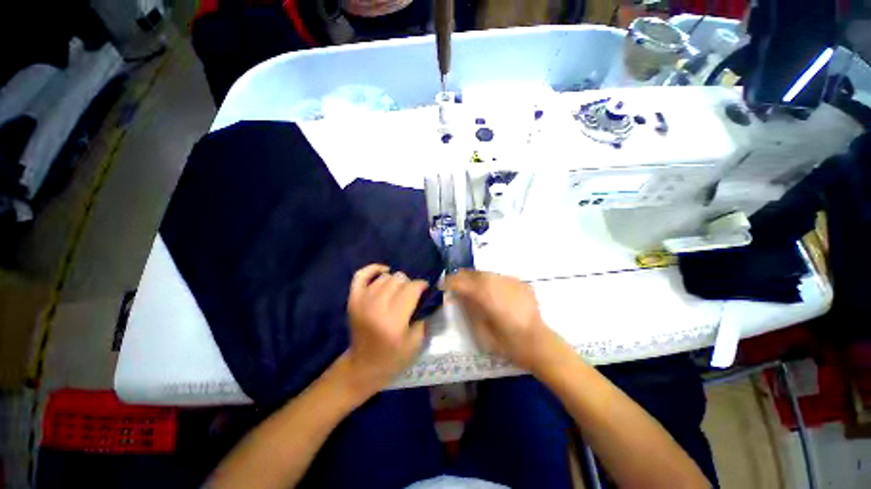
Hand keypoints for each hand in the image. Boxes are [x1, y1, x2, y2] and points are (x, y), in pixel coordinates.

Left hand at [344, 264, 428, 396]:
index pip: (411, 289)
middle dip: (409, 284)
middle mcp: (376, 307)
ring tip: (398, 290)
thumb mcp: (416, 342)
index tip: (425, 289)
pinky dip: (373, 269)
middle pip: (398, 279)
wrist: (363, 367)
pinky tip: (384, 271)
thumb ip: (423, 315)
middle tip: (411, 294)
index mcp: (394, 321)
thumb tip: (425, 295)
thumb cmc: (393, 358)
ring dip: (395, 281)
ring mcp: (362, 302)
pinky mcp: (353, 300)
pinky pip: (361, 275)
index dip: (421, 285)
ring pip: (385, 277)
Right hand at [444, 270, 559, 372]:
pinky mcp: (520, 282)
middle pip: (473, 273)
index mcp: (485, 295)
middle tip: (454, 283)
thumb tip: (459, 295)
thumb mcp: (481, 331)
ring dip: (475, 277)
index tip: (441, 285)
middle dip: (461, 276)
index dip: (449, 282)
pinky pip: (500, 277)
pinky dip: (491, 281)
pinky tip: (491, 290)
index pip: (461, 282)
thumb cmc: (508, 343)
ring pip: (487, 273)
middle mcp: (496, 282)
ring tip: (470, 285)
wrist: (539, 344)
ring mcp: (510, 281)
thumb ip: (469, 309)